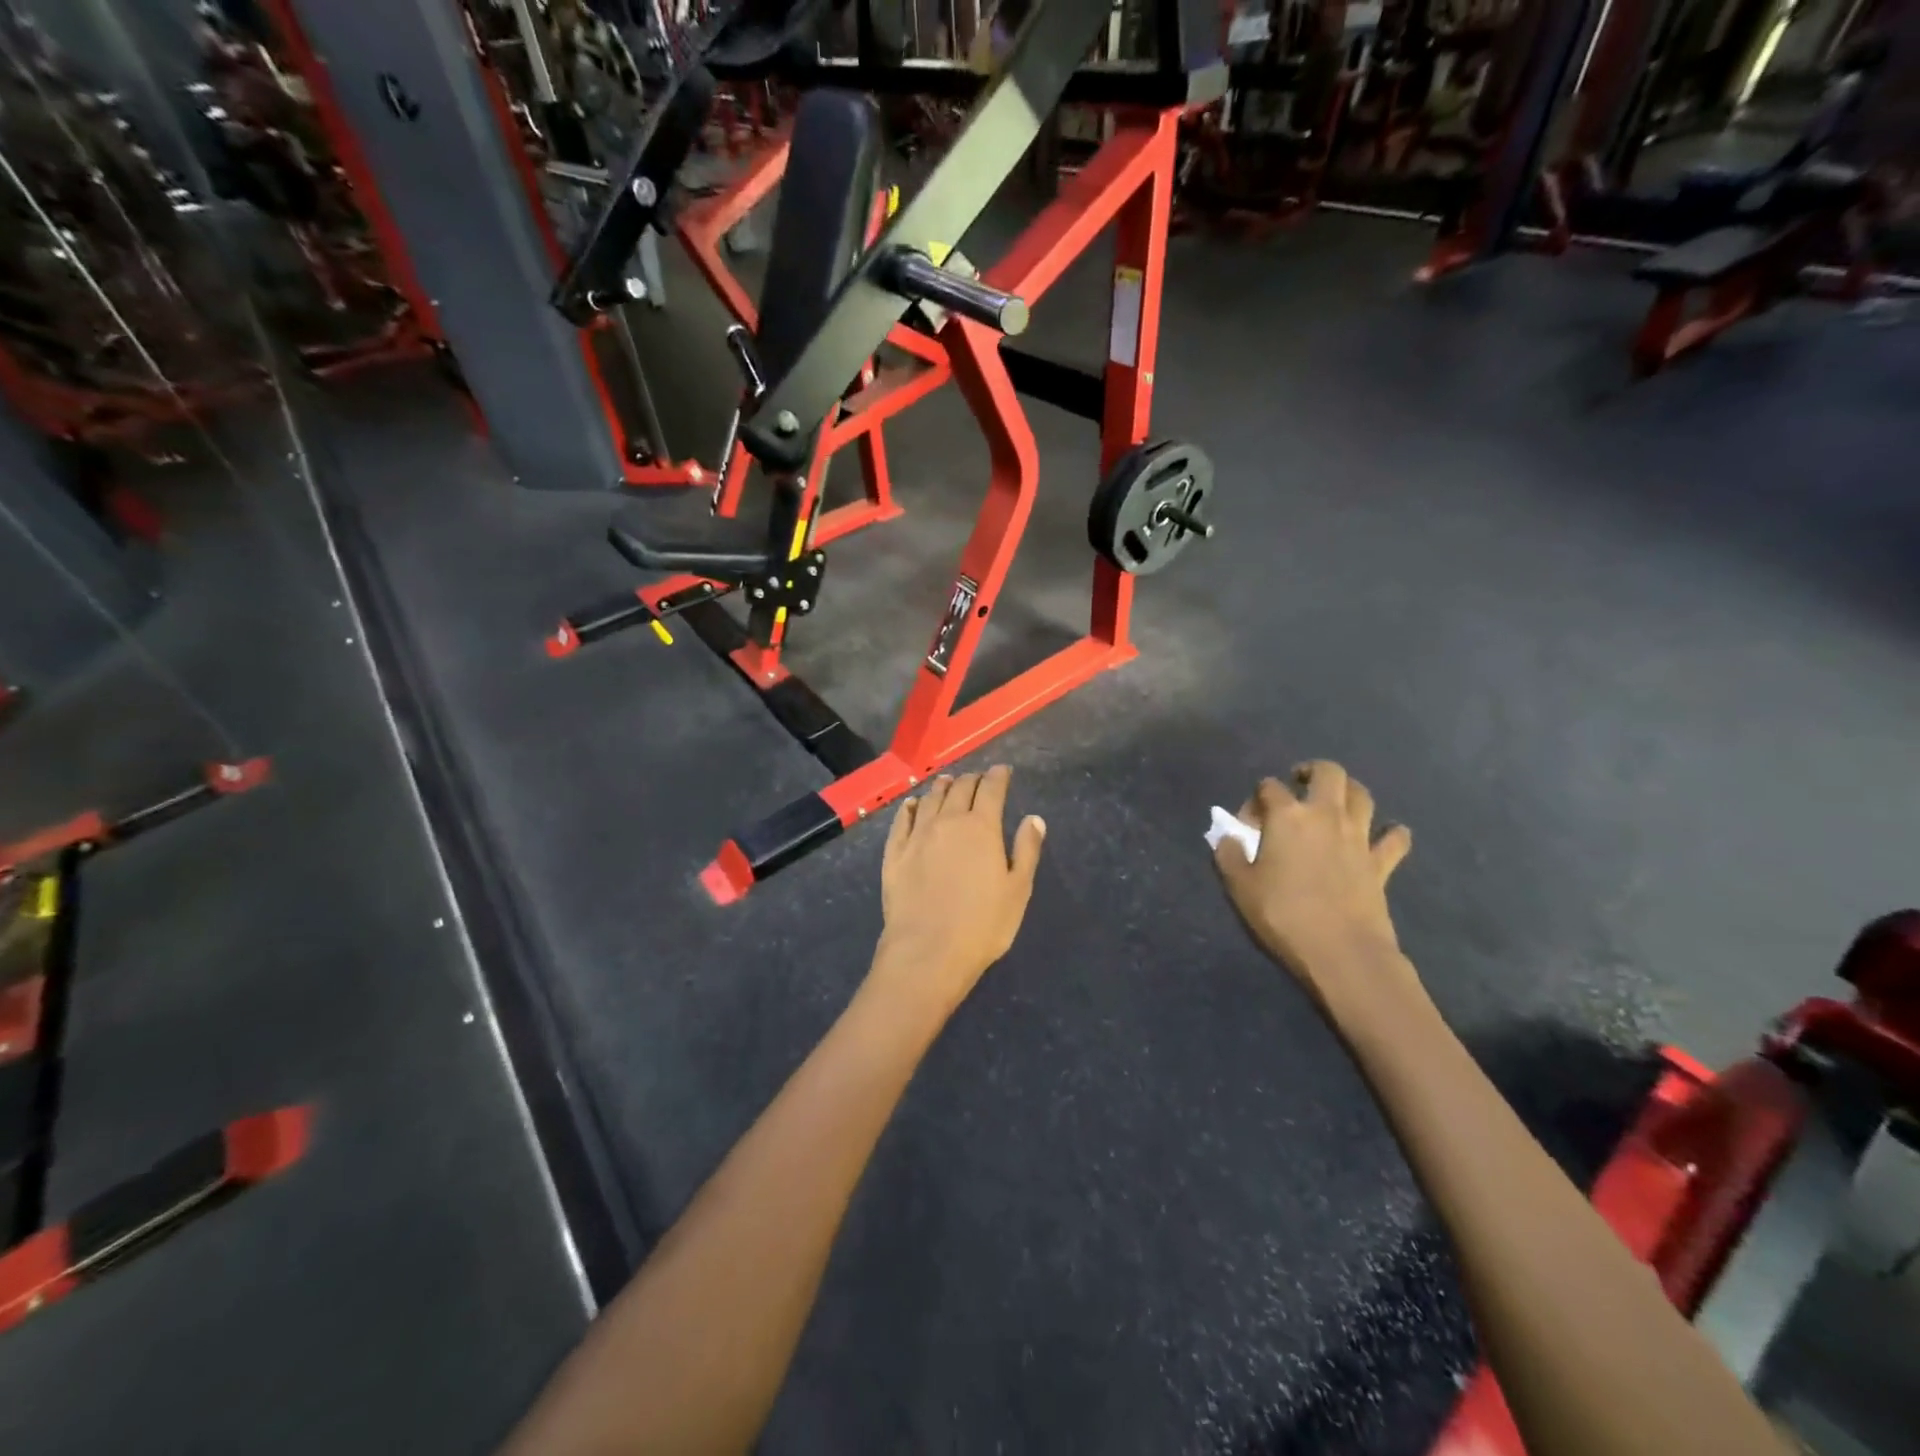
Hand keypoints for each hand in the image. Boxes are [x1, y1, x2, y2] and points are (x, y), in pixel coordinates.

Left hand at [875, 766, 1045, 1014]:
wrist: (927, 951)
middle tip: (978, 779)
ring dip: (942, 787)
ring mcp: (917, 835)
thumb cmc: (982, 924)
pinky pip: (902, 820)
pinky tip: (912, 805)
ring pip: (930, 799)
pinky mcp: (895, 852)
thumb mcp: (1017, 890)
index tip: (1003, 770)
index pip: (991, 789)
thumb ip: (1027, 850)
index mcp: (982, 827)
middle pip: (960, 789)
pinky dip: (910, 807)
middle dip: (972, 779)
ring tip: (948, 782)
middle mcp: (948, 822)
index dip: (998, 776)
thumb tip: (1034, 818)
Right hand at [1214, 761, 1417, 1017]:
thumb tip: (1228, 837)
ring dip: (1349, 791)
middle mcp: (1326, 816)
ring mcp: (1359, 837)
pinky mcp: (1381, 863)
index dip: (1255, 799)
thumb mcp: (1239, 885)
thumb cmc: (1282, 914)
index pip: (1268, 787)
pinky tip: (1385, 836)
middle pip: (1328, 773)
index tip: (1247, 823)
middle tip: (1299, 783)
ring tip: (1336, 801)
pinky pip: (1395, 839)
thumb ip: (1228, 854)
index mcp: (1287, 816)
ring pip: (1362, 796)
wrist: (1341, 951)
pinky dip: (1391, 833)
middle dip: (1312, 771)